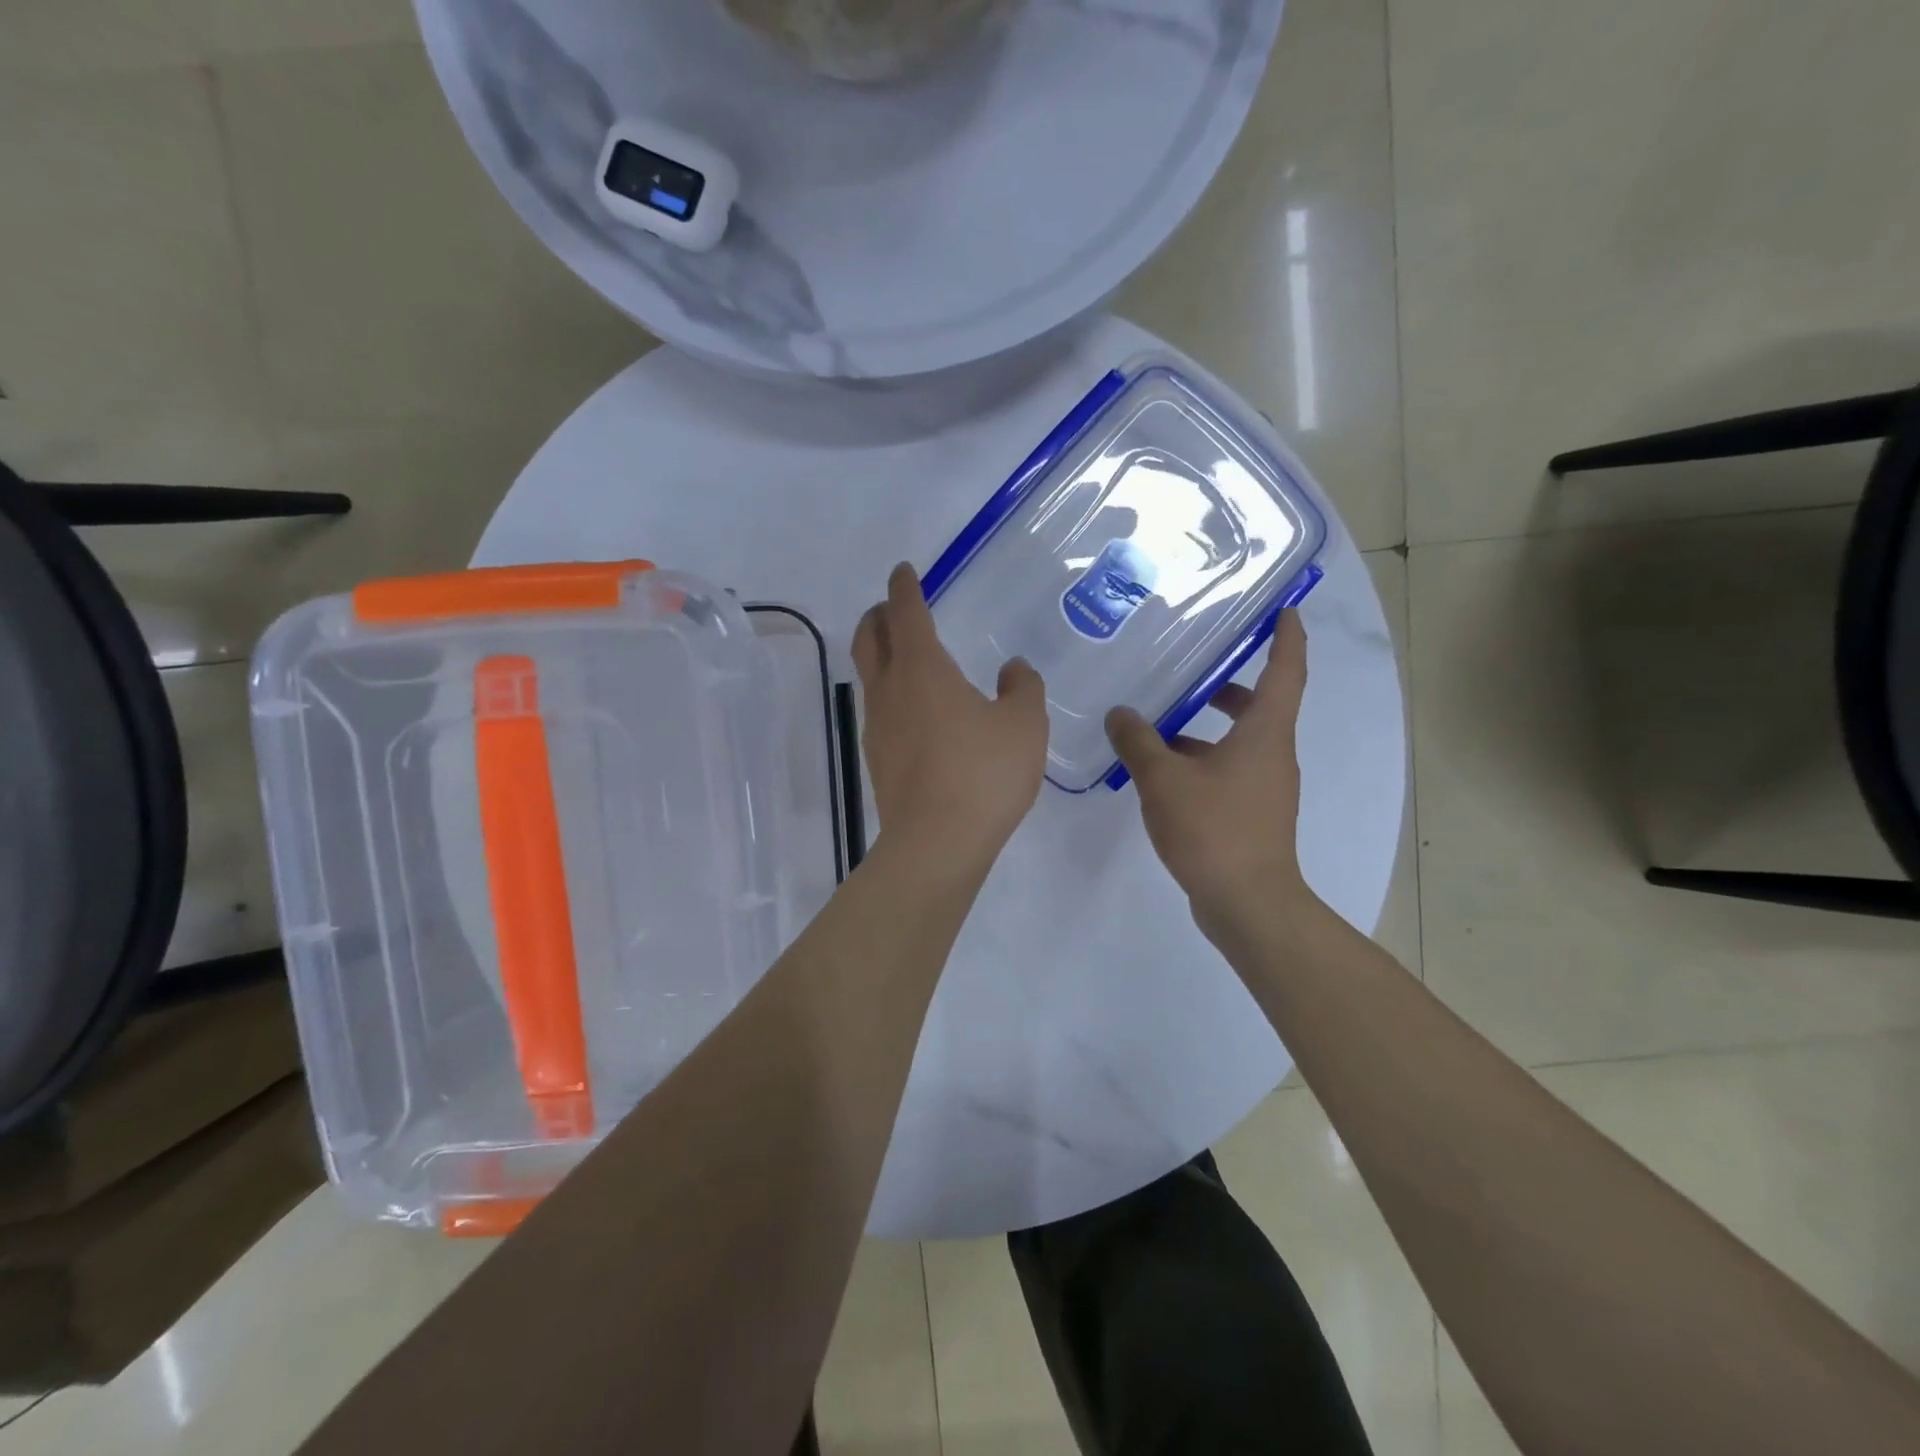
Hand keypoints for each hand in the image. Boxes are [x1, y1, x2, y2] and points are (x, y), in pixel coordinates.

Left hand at [854, 563, 1048, 867]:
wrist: (937, 843)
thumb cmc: (984, 774)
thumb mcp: (1023, 725)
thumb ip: (1023, 688)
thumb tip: (1013, 668)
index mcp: (922, 669)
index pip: (906, 613)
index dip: (904, 588)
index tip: (903, 572)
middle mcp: (890, 691)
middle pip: (869, 639)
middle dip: (878, 615)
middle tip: (892, 607)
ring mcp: (877, 727)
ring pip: (869, 676)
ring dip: (879, 655)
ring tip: (903, 656)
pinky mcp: (877, 760)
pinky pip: (879, 711)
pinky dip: (890, 693)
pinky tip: (915, 711)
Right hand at [1105, 611, 1317, 936]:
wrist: (1247, 903)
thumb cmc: (1214, 830)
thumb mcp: (1164, 779)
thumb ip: (1138, 742)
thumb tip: (1120, 713)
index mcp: (1265, 734)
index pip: (1286, 671)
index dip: (1287, 637)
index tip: (1285, 610)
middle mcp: (1273, 754)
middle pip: (1259, 705)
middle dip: (1229, 684)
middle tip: (1193, 666)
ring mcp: (1264, 786)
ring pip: (1238, 740)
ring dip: (1206, 727)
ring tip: (1158, 722)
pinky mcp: (1251, 813)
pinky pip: (1227, 770)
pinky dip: (1200, 759)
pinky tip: (1160, 771)